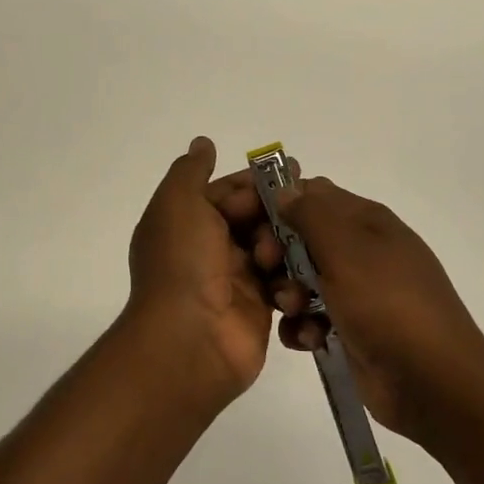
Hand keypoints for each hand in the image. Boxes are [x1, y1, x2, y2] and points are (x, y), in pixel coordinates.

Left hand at [122, 137, 275, 402]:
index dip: (256, 183)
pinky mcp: (259, 309)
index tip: (292, 172)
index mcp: (188, 222)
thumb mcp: (179, 204)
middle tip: (304, 211)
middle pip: (255, 219)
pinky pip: (284, 284)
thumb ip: (192, 171)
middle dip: (277, 214)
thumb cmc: (183, 263)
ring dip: (284, 247)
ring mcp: (234, 280)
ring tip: (282, 256)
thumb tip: (202, 143)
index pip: (228, 192)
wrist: (189, 340)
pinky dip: (292, 280)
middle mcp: (209, 249)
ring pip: (274, 249)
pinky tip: (296, 279)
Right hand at [271, 177, 483, 446]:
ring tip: (294, 311)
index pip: (311, 194)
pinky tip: (308, 340)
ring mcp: (358, 292)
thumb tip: (286, 189)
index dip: (278, 203)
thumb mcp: (347, 250)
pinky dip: (304, 326)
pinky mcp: (352, 329)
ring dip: (288, 294)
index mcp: (367, 221)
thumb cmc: (388, 305)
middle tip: (268, 269)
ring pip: (303, 279)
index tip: (250, 223)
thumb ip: (312, 215)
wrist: (434, 383)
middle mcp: (362, 250)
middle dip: (278, 253)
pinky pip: (313, 317)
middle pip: (303, 237)